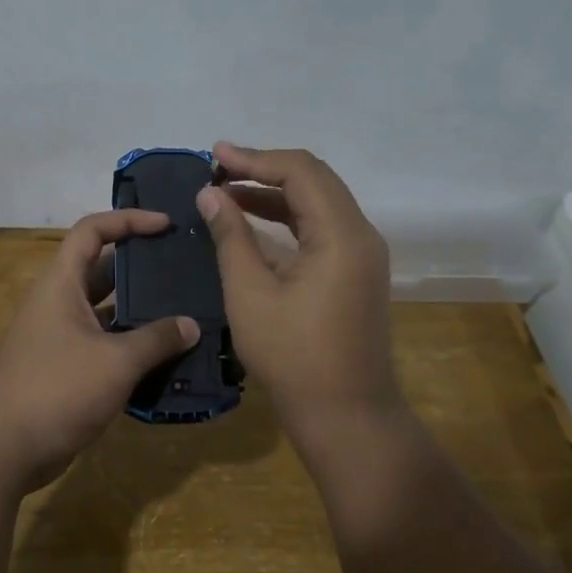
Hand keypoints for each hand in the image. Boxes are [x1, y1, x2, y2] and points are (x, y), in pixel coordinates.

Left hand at [0, 210, 198, 489]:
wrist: (0, 450)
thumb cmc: (56, 389)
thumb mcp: (115, 362)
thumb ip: (156, 340)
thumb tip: (191, 325)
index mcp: (62, 284)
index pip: (93, 231)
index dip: (129, 220)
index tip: (166, 225)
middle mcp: (59, 303)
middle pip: (102, 269)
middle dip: (141, 266)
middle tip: (183, 268)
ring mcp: (60, 337)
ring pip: (106, 311)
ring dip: (140, 311)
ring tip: (185, 310)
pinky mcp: (65, 369)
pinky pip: (104, 345)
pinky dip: (132, 346)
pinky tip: (166, 356)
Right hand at [199, 144, 399, 426]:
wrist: (347, 416)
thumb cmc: (294, 357)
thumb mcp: (250, 294)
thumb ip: (231, 237)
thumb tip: (209, 194)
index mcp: (342, 234)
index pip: (300, 171)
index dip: (255, 158)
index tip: (214, 156)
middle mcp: (361, 234)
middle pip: (314, 179)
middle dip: (264, 168)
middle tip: (218, 168)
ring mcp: (362, 254)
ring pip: (318, 202)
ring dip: (274, 193)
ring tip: (227, 191)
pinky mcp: (355, 272)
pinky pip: (321, 228)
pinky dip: (287, 218)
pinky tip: (252, 222)